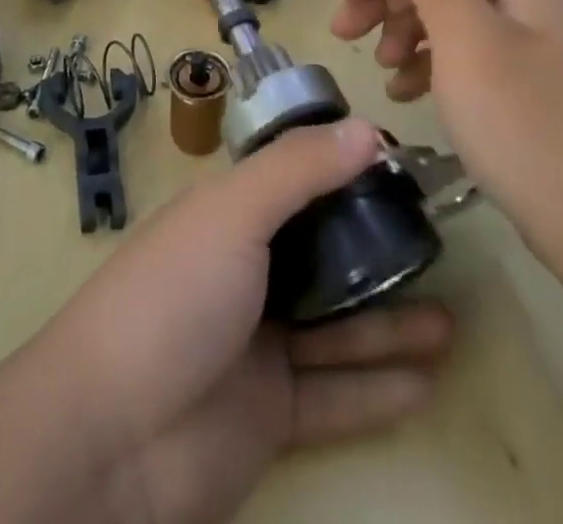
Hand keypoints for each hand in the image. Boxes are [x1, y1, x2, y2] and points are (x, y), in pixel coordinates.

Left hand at [50, 118, 452, 523]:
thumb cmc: (174, 295)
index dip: (342, 170)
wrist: (111, 435)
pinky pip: (337, 395)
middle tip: (433, 247)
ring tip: (451, 318)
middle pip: (320, 253)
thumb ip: (299, 170)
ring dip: (389, 322)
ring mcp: (257, 344)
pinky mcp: (270, 413)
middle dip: (373, 249)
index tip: (400, 167)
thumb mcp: (234, 213)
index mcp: (228, 216)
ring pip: (336, 327)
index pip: (293, 181)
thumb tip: (367, 127)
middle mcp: (244, 271)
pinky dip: (380, 386)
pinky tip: (430, 378)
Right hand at [331, 0, 562, 277]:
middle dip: (390, 1)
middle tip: (346, 35)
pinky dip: (433, 69)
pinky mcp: (534, 94)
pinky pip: (469, 61)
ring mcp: (536, 51)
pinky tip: (410, 95)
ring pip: (453, 22)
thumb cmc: (527, 127)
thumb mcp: (468, 42)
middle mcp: (531, 4)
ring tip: (383, 71)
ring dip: (407, 36)